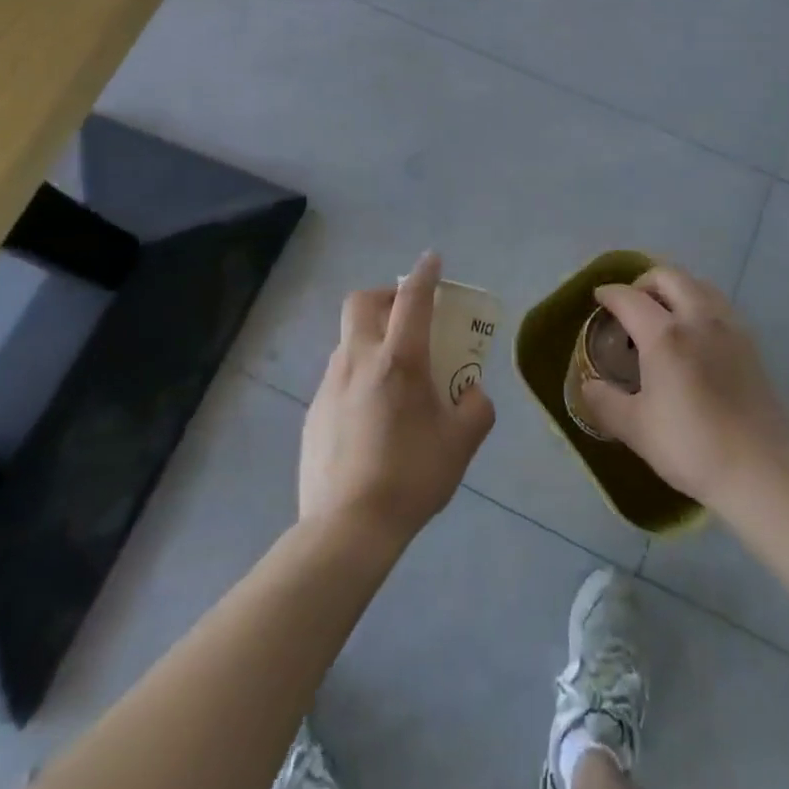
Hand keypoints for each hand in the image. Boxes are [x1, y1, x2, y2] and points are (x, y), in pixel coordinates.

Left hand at [299, 252, 495, 548]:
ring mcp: (329, 385)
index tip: (432, 260)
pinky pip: (338, 376)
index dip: (425, 274)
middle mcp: (358, 360)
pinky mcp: (312, 413)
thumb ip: (476, 408)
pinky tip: (371, 414)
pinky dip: (357, 375)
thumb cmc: (411, 477)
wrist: (347, 529)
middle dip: (385, 296)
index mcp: (398, 360)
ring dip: (370, 338)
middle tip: (407, 316)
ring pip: (348, 340)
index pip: (412, 299)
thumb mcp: (461, 443)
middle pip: (361, 303)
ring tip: (393, 374)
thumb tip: (472, 392)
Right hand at [575, 264, 788, 508]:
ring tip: (663, 315)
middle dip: (644, 282)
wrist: (763, 469)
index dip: (610, 294)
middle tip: (631, 304)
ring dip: (676, 288)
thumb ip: (606, 403)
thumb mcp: (637, 429)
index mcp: (665, 334)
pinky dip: (699, 304)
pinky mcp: (751, 343)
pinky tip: (695, 335)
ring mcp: (729, 327)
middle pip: (669, 276)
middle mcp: (698, 318)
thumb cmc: (693, 446)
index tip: (599, 297)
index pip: (630, 298)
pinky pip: (719, 305)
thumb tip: (587, 386)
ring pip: (699, 285)